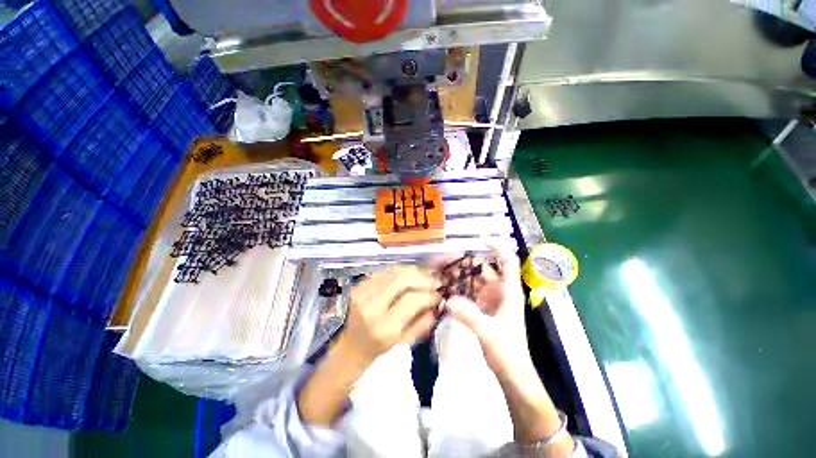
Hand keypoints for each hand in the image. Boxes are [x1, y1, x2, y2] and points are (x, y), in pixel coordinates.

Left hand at [341, 266, 440, 365]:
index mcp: (384, 327)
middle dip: (422, 277)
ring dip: (412, 271)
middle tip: (434, 280)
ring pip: (392, 271)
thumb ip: (424, 321)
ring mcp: (362, 292)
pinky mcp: (358, 285)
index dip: (429, 294)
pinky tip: (408, 275)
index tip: (439, 293)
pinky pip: (384, 271)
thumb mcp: (406, 341)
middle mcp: (371, 306)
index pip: (411, 300)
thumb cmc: (380, 347)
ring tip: (423, 276)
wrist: (351, 344)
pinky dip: (399, 270)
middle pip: (401, 279)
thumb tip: (438, 301)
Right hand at [434, 243, 530, 375]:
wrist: (512, 374)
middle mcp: (501, 291)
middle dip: (465, 263)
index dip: (497, 247)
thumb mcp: (489, 333)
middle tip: (444, 261)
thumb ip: (470, 316)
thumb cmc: (508, 352)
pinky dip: (459, 289)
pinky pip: (470, 293)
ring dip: (459, 276)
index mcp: (509, 291)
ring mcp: (492, 300)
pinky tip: (445, 289)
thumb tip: (449, 300)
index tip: (480, 240)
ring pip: (474, 281)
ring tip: (440, 272)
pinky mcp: (484, 309)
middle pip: (484, 269)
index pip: (508, 261)